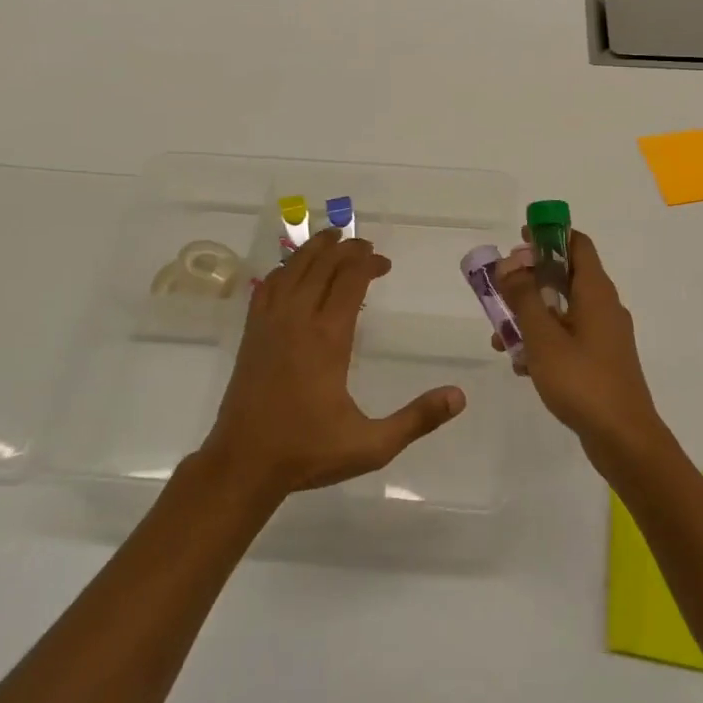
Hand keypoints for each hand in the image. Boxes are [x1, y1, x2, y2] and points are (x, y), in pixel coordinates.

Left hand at [198, 229, 465, 500]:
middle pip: (323, 264)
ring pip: (293, 268)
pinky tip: (293, 270)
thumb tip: (459, 397)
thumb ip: (417, 419)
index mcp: (328, 337)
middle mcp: (298, 319)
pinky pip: (268, 285)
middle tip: (366, 248)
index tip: (385, 264)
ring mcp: (270, 322)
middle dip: (347, 249)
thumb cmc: (309, 451)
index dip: (369, 263)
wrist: (243, 463)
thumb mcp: (372, 445)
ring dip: (315, 249)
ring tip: (333, 239)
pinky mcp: (251, 333)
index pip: (350, 279)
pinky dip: (285, 269)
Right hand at [495, 230, 664, 464]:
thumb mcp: (543, 337)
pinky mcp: (601, 360)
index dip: (549, 235)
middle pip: (566, 276)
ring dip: (531, 314)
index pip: (577, 244)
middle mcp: (604, 306)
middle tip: (500, 287)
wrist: (624, 440)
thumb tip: (509, 262)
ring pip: (563, 309)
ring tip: (500, 336)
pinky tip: (521, 364)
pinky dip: (544, 340)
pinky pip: (568, 336)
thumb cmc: (582, 381)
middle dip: (530, 278)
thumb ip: (523, 297)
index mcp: (596, 291)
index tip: (519, 239)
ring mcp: (605, 335)